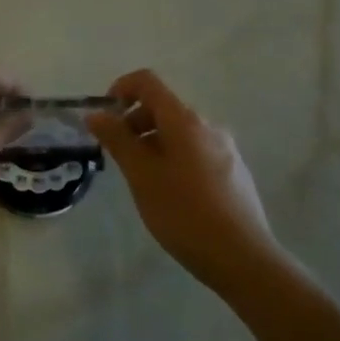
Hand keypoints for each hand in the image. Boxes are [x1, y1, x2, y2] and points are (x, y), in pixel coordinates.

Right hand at [88, 69, 281, 292]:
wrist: (243, 258)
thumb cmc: (184, 213)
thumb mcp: (141, 175)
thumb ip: (117, 140)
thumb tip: (96, 114)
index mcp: (185, 120)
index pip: (147, 82)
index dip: (121, 89)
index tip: (104, 117)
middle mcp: (208, 125)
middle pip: (163, 107)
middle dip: (134, 123)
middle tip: (118, 157)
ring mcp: (225, 148)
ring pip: (179, 132)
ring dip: (153, 143)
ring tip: (142, 180)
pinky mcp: (234, 171)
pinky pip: (195, 151)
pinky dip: (173, 158)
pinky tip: (171, 195)